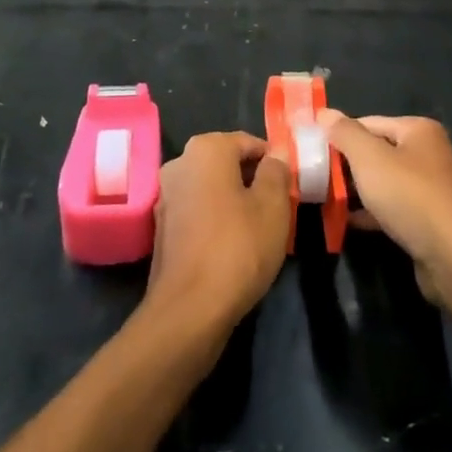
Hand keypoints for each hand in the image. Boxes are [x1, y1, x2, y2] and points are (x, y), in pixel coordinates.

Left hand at [144, 132, 290, 339]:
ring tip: (259, 229)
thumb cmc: (238, 248)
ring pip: (212, 187)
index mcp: (206, 149)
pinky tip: (233, 245)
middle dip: (253, 180)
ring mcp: (165, 195)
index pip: (249, 142)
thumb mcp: (273, 206)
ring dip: (234, 200)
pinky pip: (197, 210)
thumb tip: (274, 155)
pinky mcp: (161, 226)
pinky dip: (216, 219)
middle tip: (278, 208)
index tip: (289, 186)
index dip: (273, 162)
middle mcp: (180, 163)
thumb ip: (276, 171)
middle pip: (227, 163)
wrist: (189, 309)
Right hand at [323, 112, 451, 309]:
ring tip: (322, 199)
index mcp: (417, 130)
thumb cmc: (412, 197)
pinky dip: (370, 212)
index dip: (337, 135)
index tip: (309, 151)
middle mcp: (427, 153)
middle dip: (344, 164)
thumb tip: (324, 112)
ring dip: (355, 190)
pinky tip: (346, 221)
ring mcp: (430, 188)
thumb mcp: (370, 159)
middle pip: (375, 151)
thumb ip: (345, 134)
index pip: (366, 122)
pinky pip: (392, 208)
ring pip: (382, 182)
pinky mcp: (428, 220)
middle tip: (312, 177)